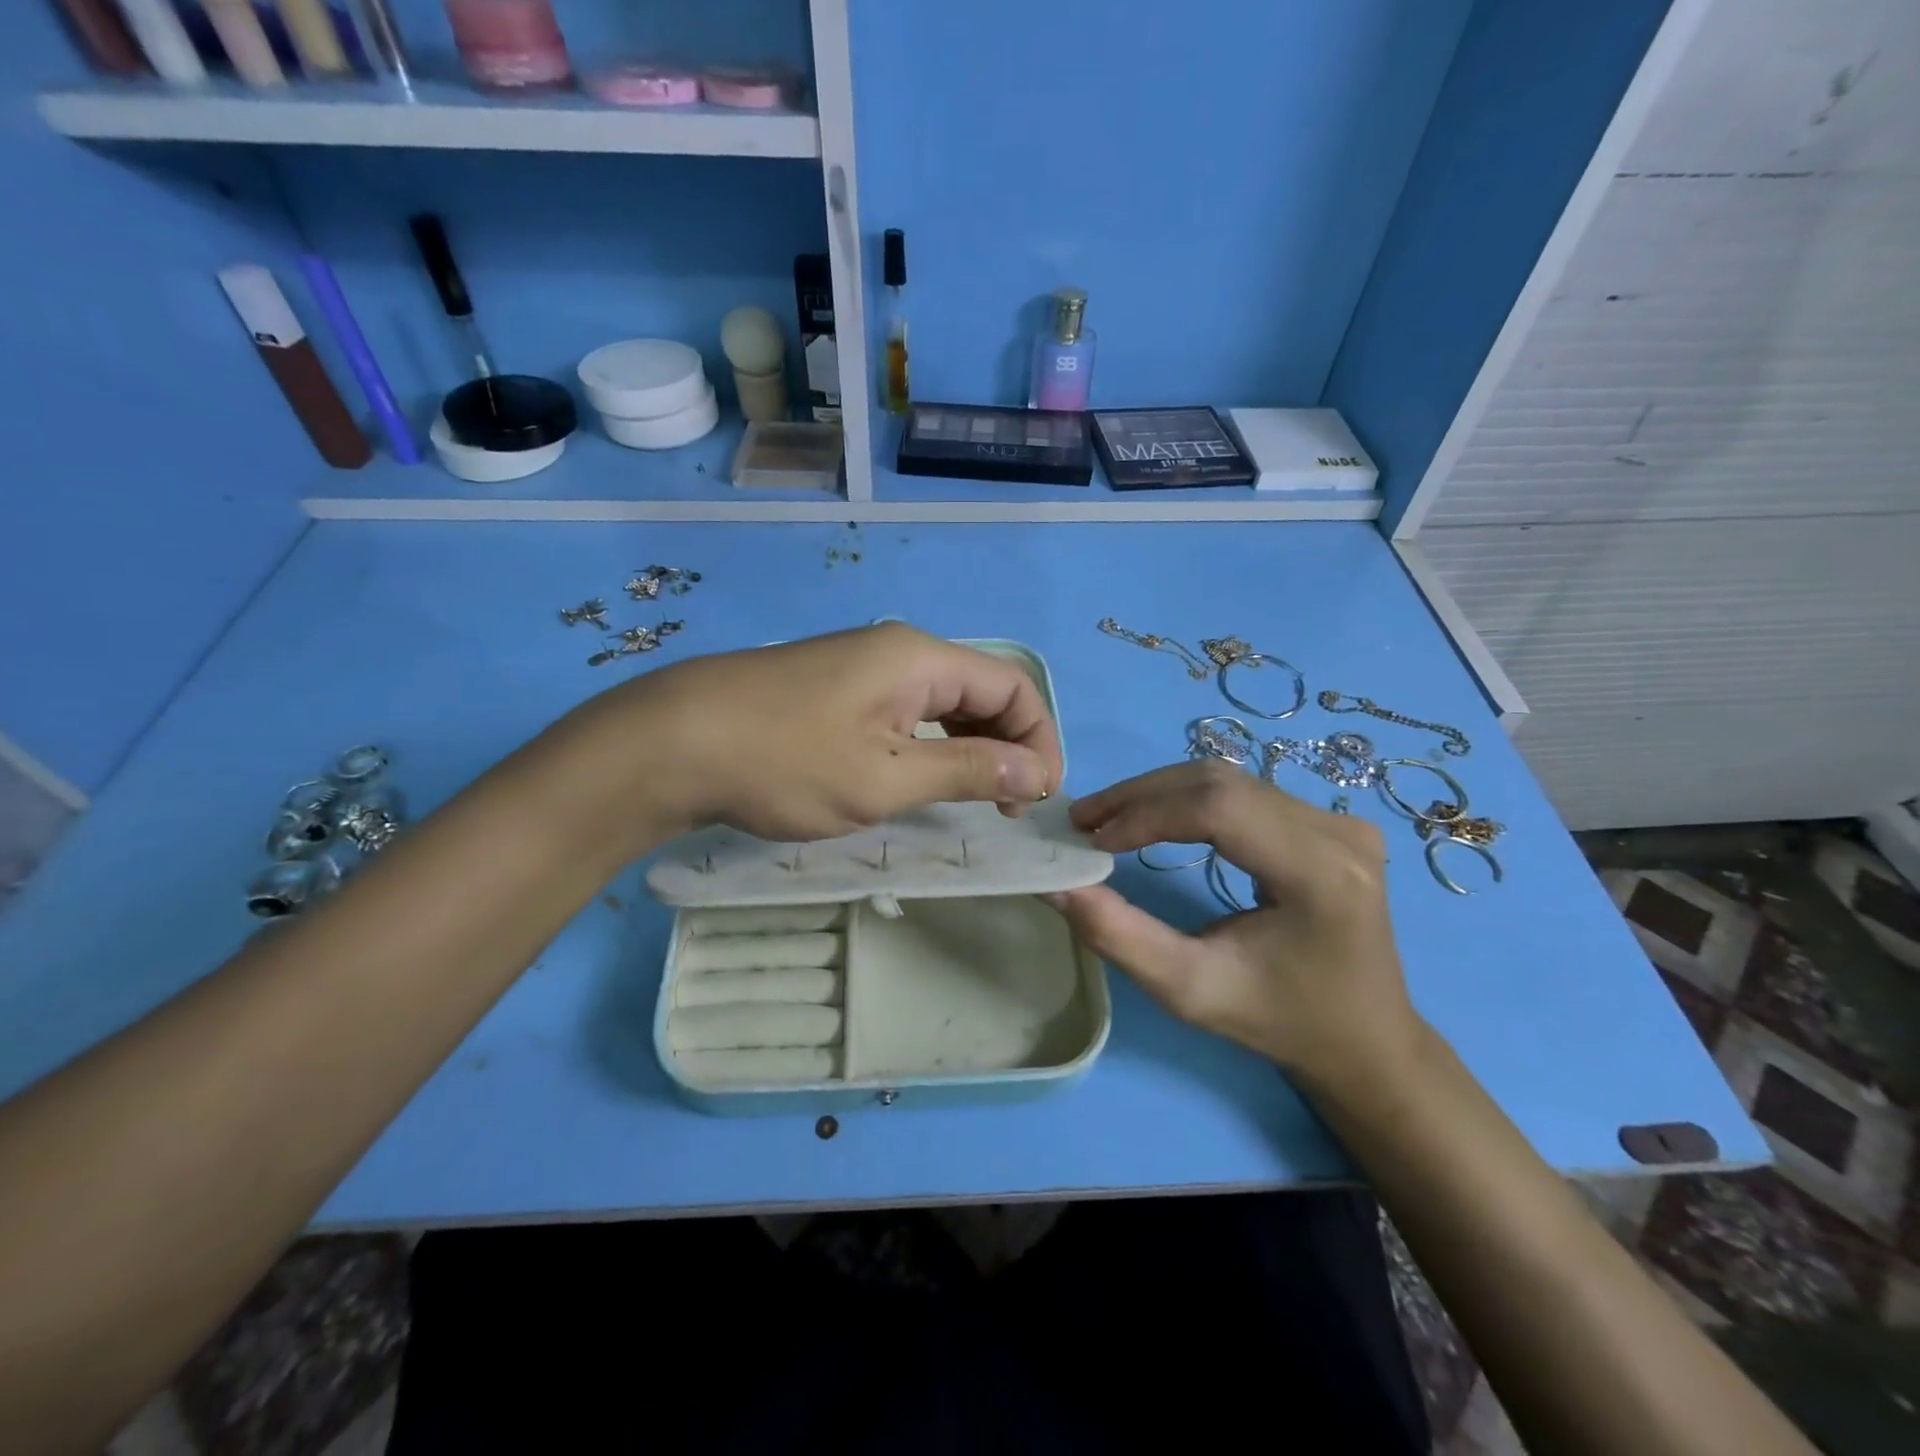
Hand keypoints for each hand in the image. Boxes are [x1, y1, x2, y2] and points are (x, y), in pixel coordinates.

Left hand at [546, 623, 1063, 855]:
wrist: (672, 744)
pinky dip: (930, 746)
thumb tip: (1036, 771)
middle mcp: (898, 652)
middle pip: (981, 690)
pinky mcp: (835, 691)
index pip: (1013, 685)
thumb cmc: (786, 762)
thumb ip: (968, 770)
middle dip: (1008, 744)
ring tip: (973, 800)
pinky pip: (906, 713)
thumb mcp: (886, 778)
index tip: (1036, 797)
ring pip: (942, 703)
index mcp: (920, 659)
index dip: (1039, 739)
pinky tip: (921, 781)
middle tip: (1006, 806)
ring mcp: (862, 669)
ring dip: (970, 748)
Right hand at [1047, 760, 1420, 1091]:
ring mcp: (1340, 821)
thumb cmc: (1280, 1022)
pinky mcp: (1330, 822)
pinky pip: (1244, 792)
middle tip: (1084, 820)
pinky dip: (1187, 800)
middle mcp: (1339, 832)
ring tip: (1107, 819)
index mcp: (1321, 874)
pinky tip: (1154, 819)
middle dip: (1141, 796)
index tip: (1091, 841)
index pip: (1220, 809)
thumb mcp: (1191, 990)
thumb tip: (1057, 884)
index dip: (1146, 814)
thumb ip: (1120, 936)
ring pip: (1228, 779)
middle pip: (1220, 782)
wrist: (1365, 1041)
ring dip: (1159, 793)